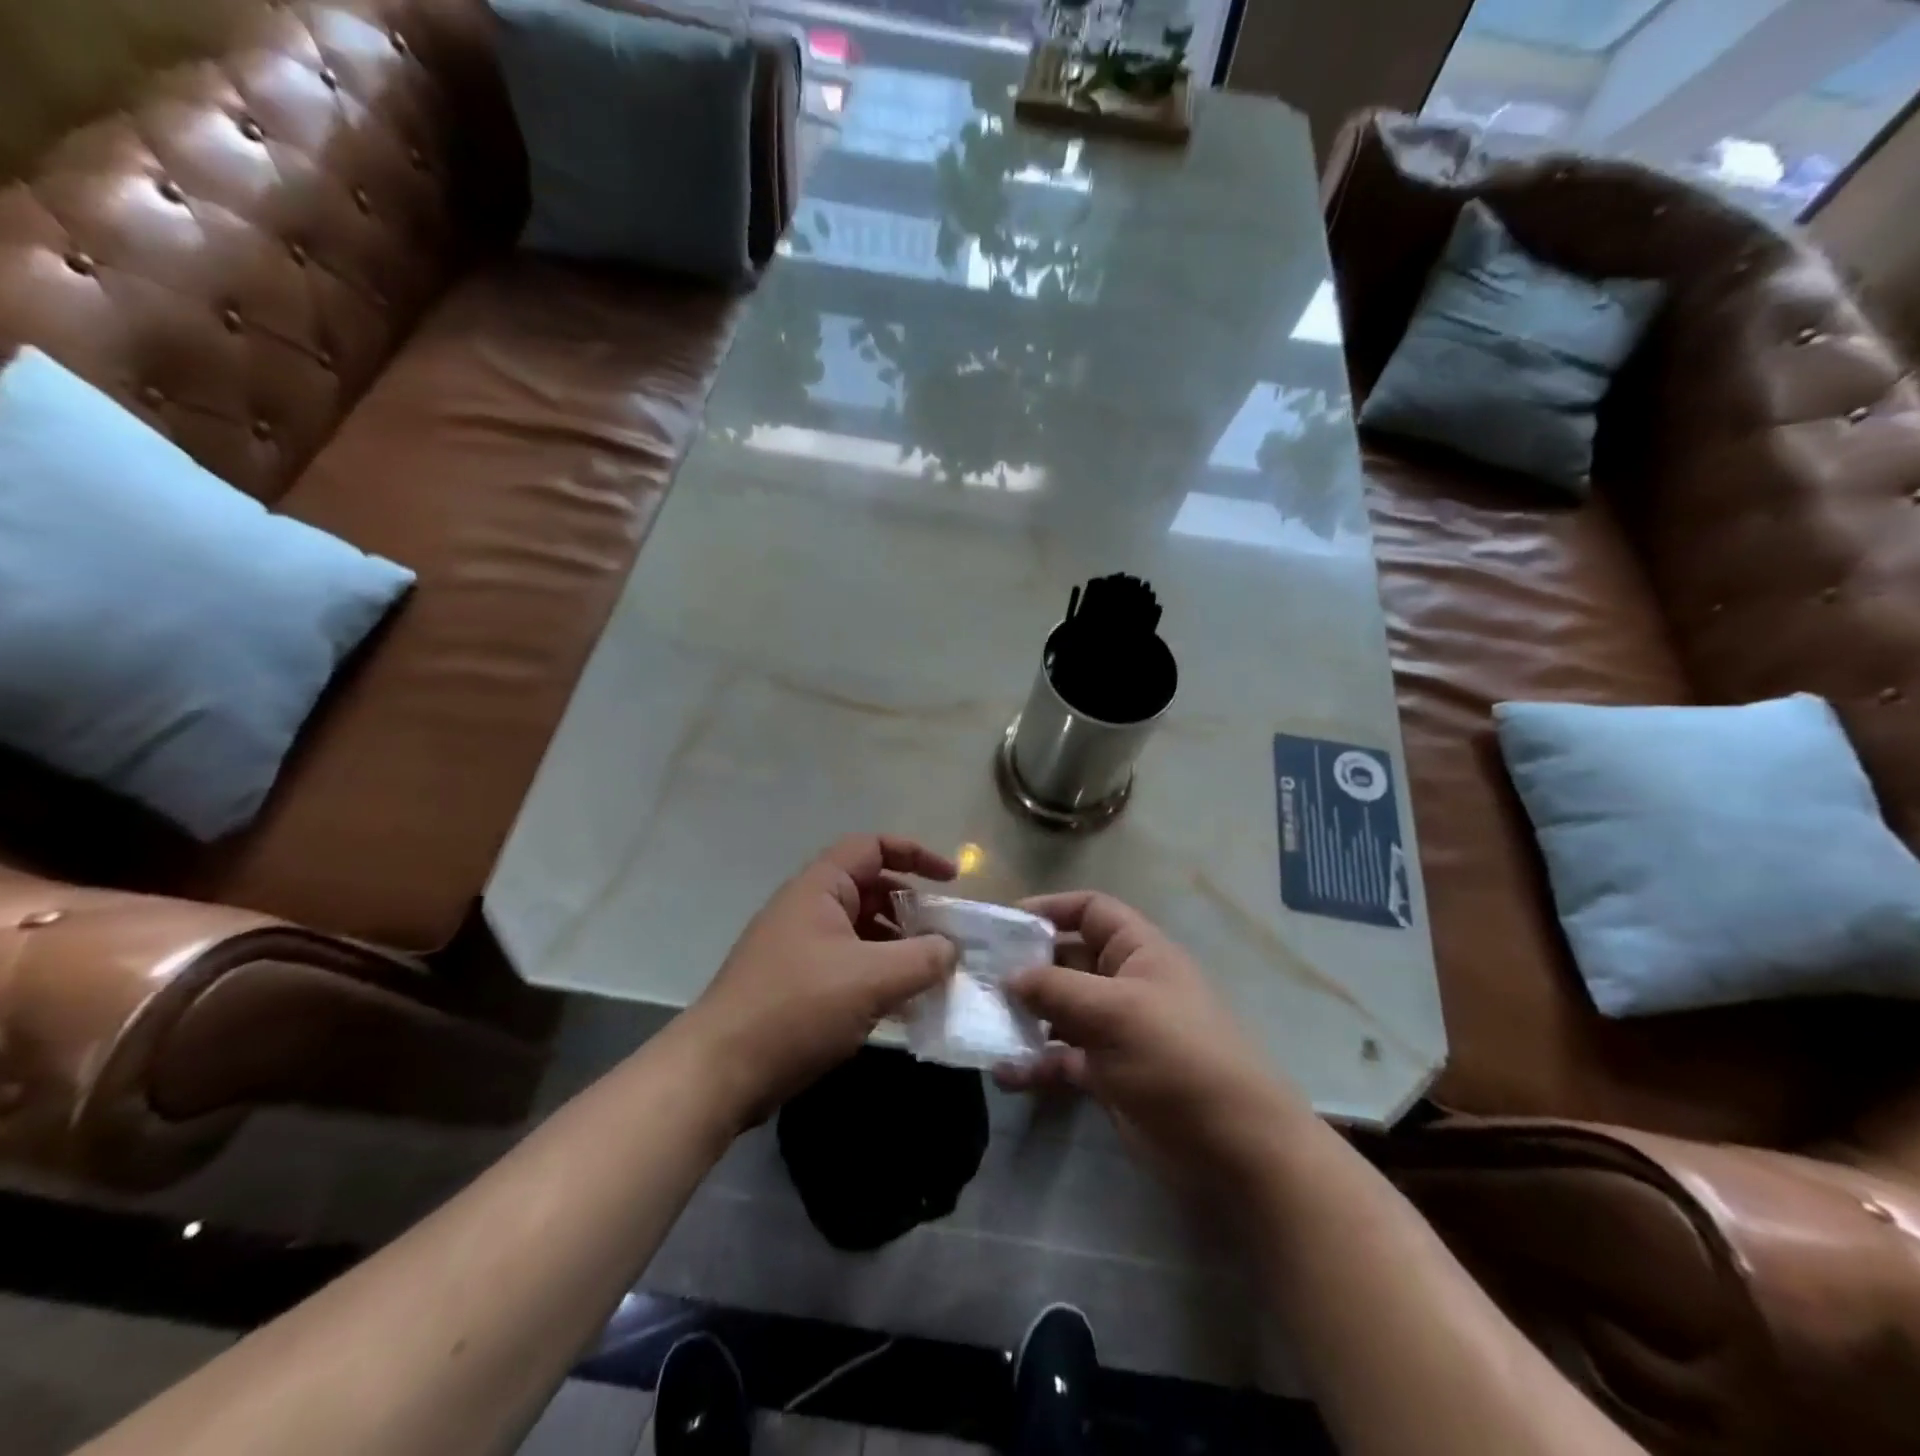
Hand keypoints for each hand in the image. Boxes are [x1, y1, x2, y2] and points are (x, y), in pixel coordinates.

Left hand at [686, 835, 957, 1124]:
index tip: (952, 879)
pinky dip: (879, 976)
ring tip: (934, 975)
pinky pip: (850, 965)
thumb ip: (922, 959)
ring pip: (863, 932)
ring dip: (899, 948)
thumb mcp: (871, 979)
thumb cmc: (796, 1008)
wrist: (718, 1072)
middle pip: (871, 890)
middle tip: (946, 936)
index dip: (915, 854)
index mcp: (820, 888)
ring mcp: (800, 948)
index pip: (872, 847)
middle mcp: (809, 909)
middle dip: (913, 909)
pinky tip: (904, 1006)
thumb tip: (951, 949)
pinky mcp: (798, 985)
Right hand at [997, 892, 1305, 1182]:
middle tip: (977, 977)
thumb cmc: (1179, 1057)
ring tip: (982, 1024)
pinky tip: (1003, 1074)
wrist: (1235, 1149)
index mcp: (1138, 952)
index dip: (1050, 908)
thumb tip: (1009, 975)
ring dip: (1023, 1017)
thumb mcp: (1116, 1011)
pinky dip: (1035, 1063)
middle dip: (1025, 966)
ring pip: (1059, 1011)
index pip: (1091, 911)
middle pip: (1067, 960)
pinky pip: (1062, 1058)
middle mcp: (1125, 983)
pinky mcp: (1108, 1075)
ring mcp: (1116, 1031)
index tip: (1004, 922)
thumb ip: (1056, 989)